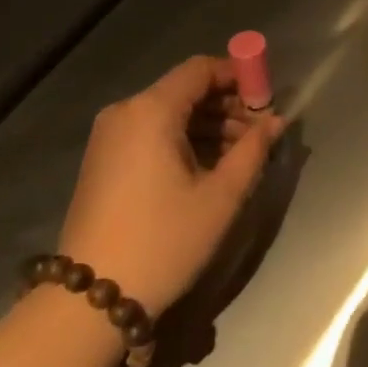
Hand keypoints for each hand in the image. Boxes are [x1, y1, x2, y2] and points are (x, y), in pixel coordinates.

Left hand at [57, 56, 283, 319]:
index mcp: (151, 110)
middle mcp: (125, 112)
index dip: (237, 77)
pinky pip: (150, 134)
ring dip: (207, 126)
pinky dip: (181, 141)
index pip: (200, 69)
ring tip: (240, 157)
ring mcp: (109, 136)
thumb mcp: (220, 197)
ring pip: (168, 114)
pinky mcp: (103, 160)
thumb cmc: (164, 241)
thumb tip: (275, 121)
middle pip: (184, 90)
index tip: (266, 100)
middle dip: (226, 106)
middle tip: (259, 136)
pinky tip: (207, 168)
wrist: (92, 297)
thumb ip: (253, 150)